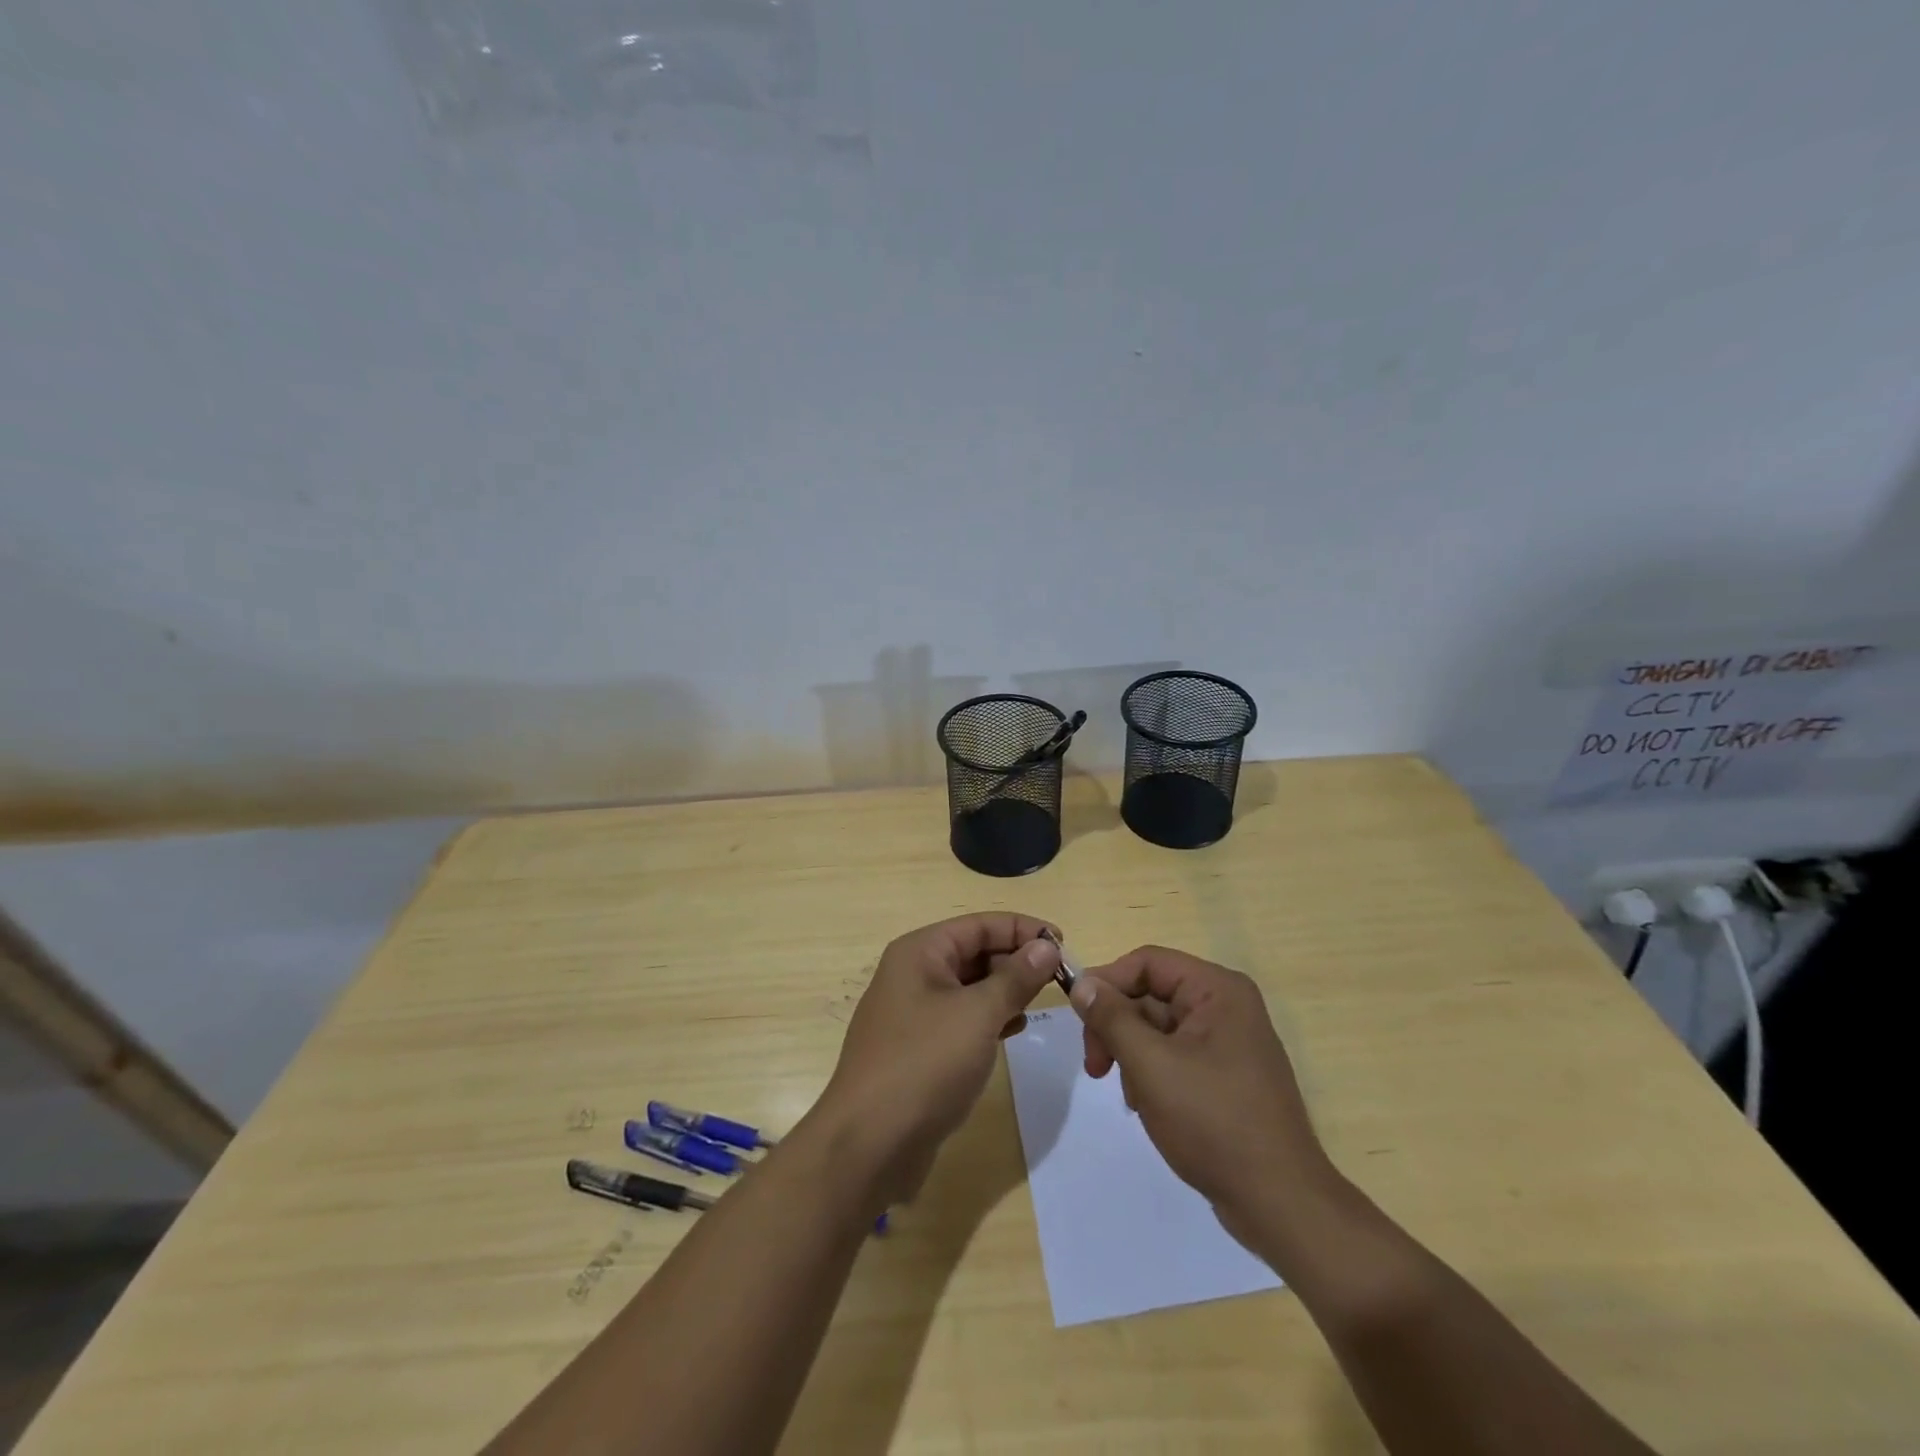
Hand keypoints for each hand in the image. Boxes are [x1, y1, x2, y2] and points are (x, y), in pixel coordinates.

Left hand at [815, 913, 1059, 1207]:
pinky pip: (961, 1017)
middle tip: (1059, 980)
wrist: (869, 1144)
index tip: (1063, 944)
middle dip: (1016, 961)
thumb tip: (1046, 946)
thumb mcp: (978, 1015)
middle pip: (974, 951)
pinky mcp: (919, 1047)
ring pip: (970, 986)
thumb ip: (1016, 978)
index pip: (980, 924)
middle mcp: (913, 973)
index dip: (1023, 930)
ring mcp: (913, 1012)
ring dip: (1005, 990)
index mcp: (920, 952)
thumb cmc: (925, 1065)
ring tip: (1040, 1003)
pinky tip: (1013, 1030)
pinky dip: (988, 1018)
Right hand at [1070, 945, 1327, 1243]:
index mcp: (1217, 990)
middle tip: (1094, 1067)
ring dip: (1132, 1054)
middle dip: (1117, 1027)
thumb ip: (1112, 1018)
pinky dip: (1152, 1072)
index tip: (1079, 1020)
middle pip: (1151, 994)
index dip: (1107, 982)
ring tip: (1130, 1096)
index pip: (1147, 962)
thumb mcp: (1150, 1065)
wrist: (1280, 1204)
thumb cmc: (1213, 1123)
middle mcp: (1226, 1005)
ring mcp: (1229, 1042)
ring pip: (1159, 1027)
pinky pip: (1176, 1054)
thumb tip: (1082, 983)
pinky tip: (1147, 1105)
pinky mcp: (1227, 1075)